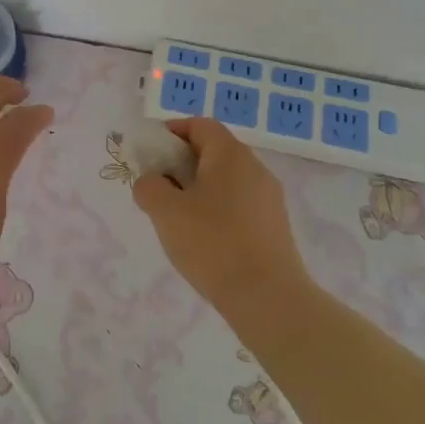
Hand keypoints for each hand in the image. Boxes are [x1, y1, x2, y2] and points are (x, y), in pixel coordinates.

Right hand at [131, 118, 308, 318]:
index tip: (151, 153)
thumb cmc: (212, 243)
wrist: (267, 298)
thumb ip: (148, 187)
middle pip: (214, 151)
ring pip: (227, 180)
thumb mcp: (165, 211)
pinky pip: (240, 204)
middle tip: (159, 187)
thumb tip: (151, 182)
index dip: (172, 132)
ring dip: (199, 188)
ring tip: (178, 218)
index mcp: (230, 154)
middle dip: (182, 163)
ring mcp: (269, 198)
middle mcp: (254, 167)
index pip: (199, 125)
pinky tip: (205, 240)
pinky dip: (218, 210)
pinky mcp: (275, 226)